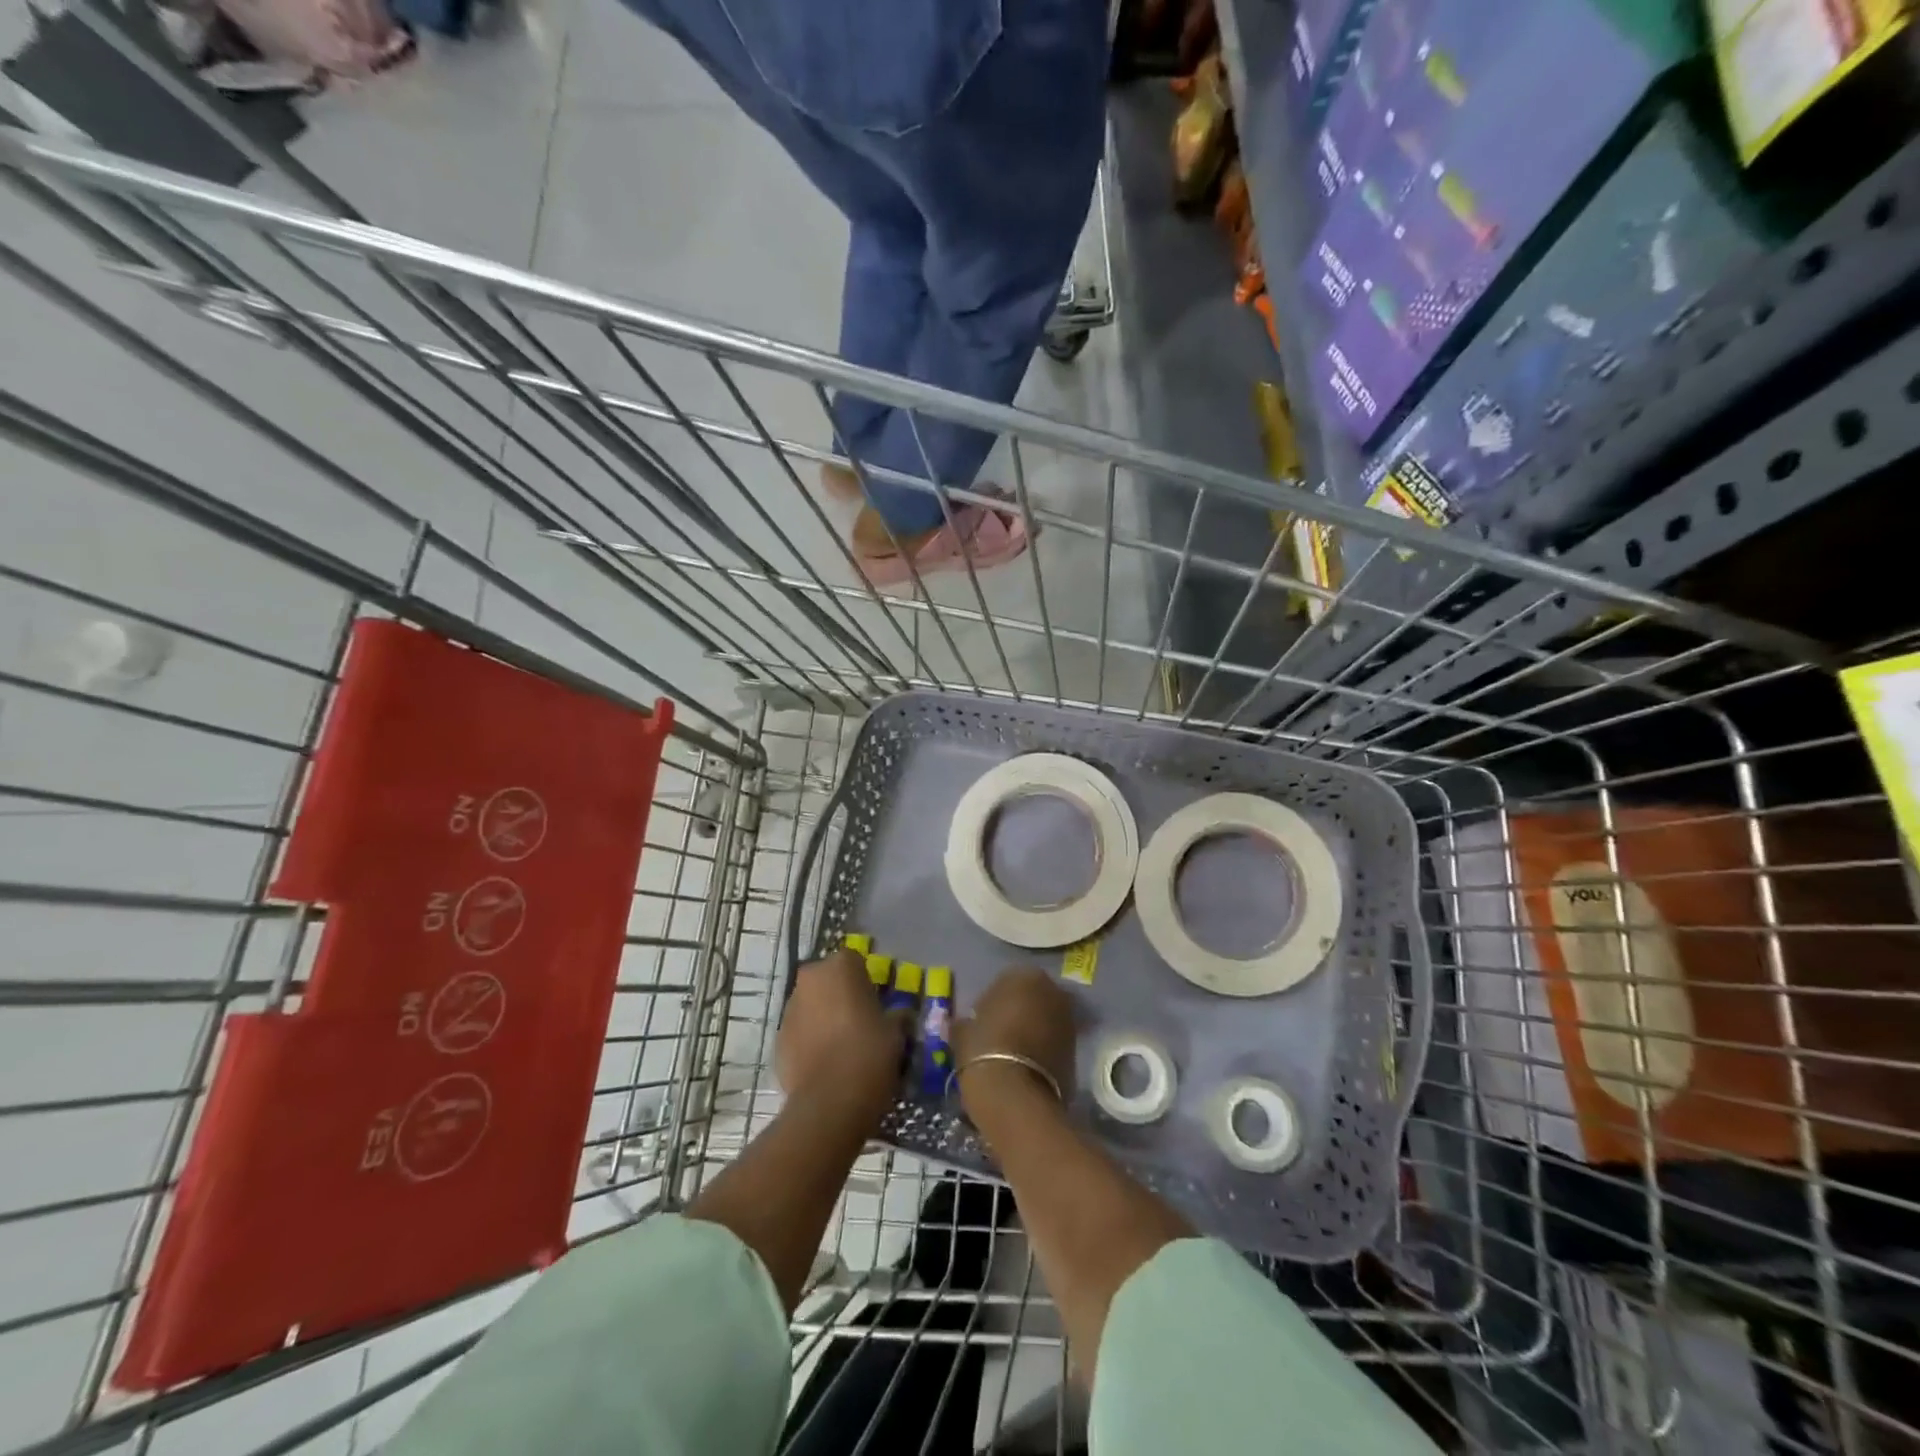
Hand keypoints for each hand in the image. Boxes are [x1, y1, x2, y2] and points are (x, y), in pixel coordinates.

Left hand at [777, 949, 908, 1125]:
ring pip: (811, 1005)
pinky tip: (825, 1064)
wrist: (830, 1102)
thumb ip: (895, 1016)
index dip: (866, 982)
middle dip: (840, 995)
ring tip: (842, 1046)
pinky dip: (810, 1041)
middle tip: (859, 1021)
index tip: (876, 1003)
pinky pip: (799, 1032)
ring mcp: (789, 1008)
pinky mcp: (778, 1039)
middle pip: (828, 980)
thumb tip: (899, 1016)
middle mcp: (810, 978)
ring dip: (823, 1017)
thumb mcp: (896, 1032)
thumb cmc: (869, 1053)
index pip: (855, 962)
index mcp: (840, 966)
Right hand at [952, 967, 1077, 1111]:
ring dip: (1033, 1030)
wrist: (1016, 1097)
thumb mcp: (963, 1032)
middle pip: (1032, 998)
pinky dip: (1044, 1049)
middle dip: (1019, 1012)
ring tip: (1013, 1053)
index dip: (993, 1001)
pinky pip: (1054, 1042)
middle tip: (1000, 1034)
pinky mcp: (1077, 1049)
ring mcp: (1069, 1019)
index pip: (1005, 981)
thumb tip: (968, 1023)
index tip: (982, 1020)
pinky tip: (1027, 1067)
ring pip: (1046, 1019)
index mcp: (1023, 975)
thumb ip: (968, 1021)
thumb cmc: (984, 1051)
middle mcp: (1052, 990)